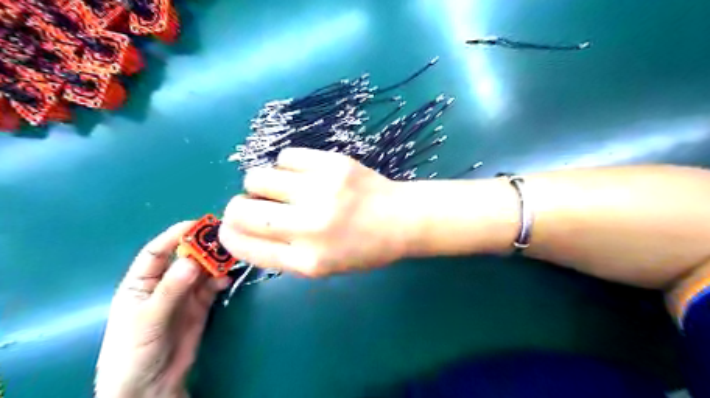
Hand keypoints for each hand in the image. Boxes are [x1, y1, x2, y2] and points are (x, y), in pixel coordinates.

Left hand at [95, 223, 229, 395]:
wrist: (150, 387)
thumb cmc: (133, 353)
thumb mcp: (147, 320)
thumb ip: (170, 291)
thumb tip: (193, 261)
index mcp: (141, 283)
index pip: (157, 252)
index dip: (175, 235)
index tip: (197, 224)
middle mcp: (165, 284)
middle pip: (186, 258)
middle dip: (203, 248)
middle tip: (224, 238)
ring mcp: (185, 295)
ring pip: (203, 271)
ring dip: (216, 263)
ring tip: (232, 256)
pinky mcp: (201, 306)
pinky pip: (213, 287)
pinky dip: (222, 280)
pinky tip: (228, 278)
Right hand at [221, 148, 411, 275]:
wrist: (402, 219)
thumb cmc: (364, 248)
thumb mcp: (324, 266)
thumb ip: (284, 254)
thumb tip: (244, 231)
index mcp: (308, 261)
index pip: (246, 246)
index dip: (230, 235)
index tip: (229, 227)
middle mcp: (310, 227)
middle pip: (242, 210)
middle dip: (237, 207)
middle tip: (252, 204)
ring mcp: (322, 191)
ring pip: (258, 177)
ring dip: (261, 184)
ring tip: (282, 187)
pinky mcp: (333, 163)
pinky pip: (286, 156)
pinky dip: (287, 166)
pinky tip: (303, 174)